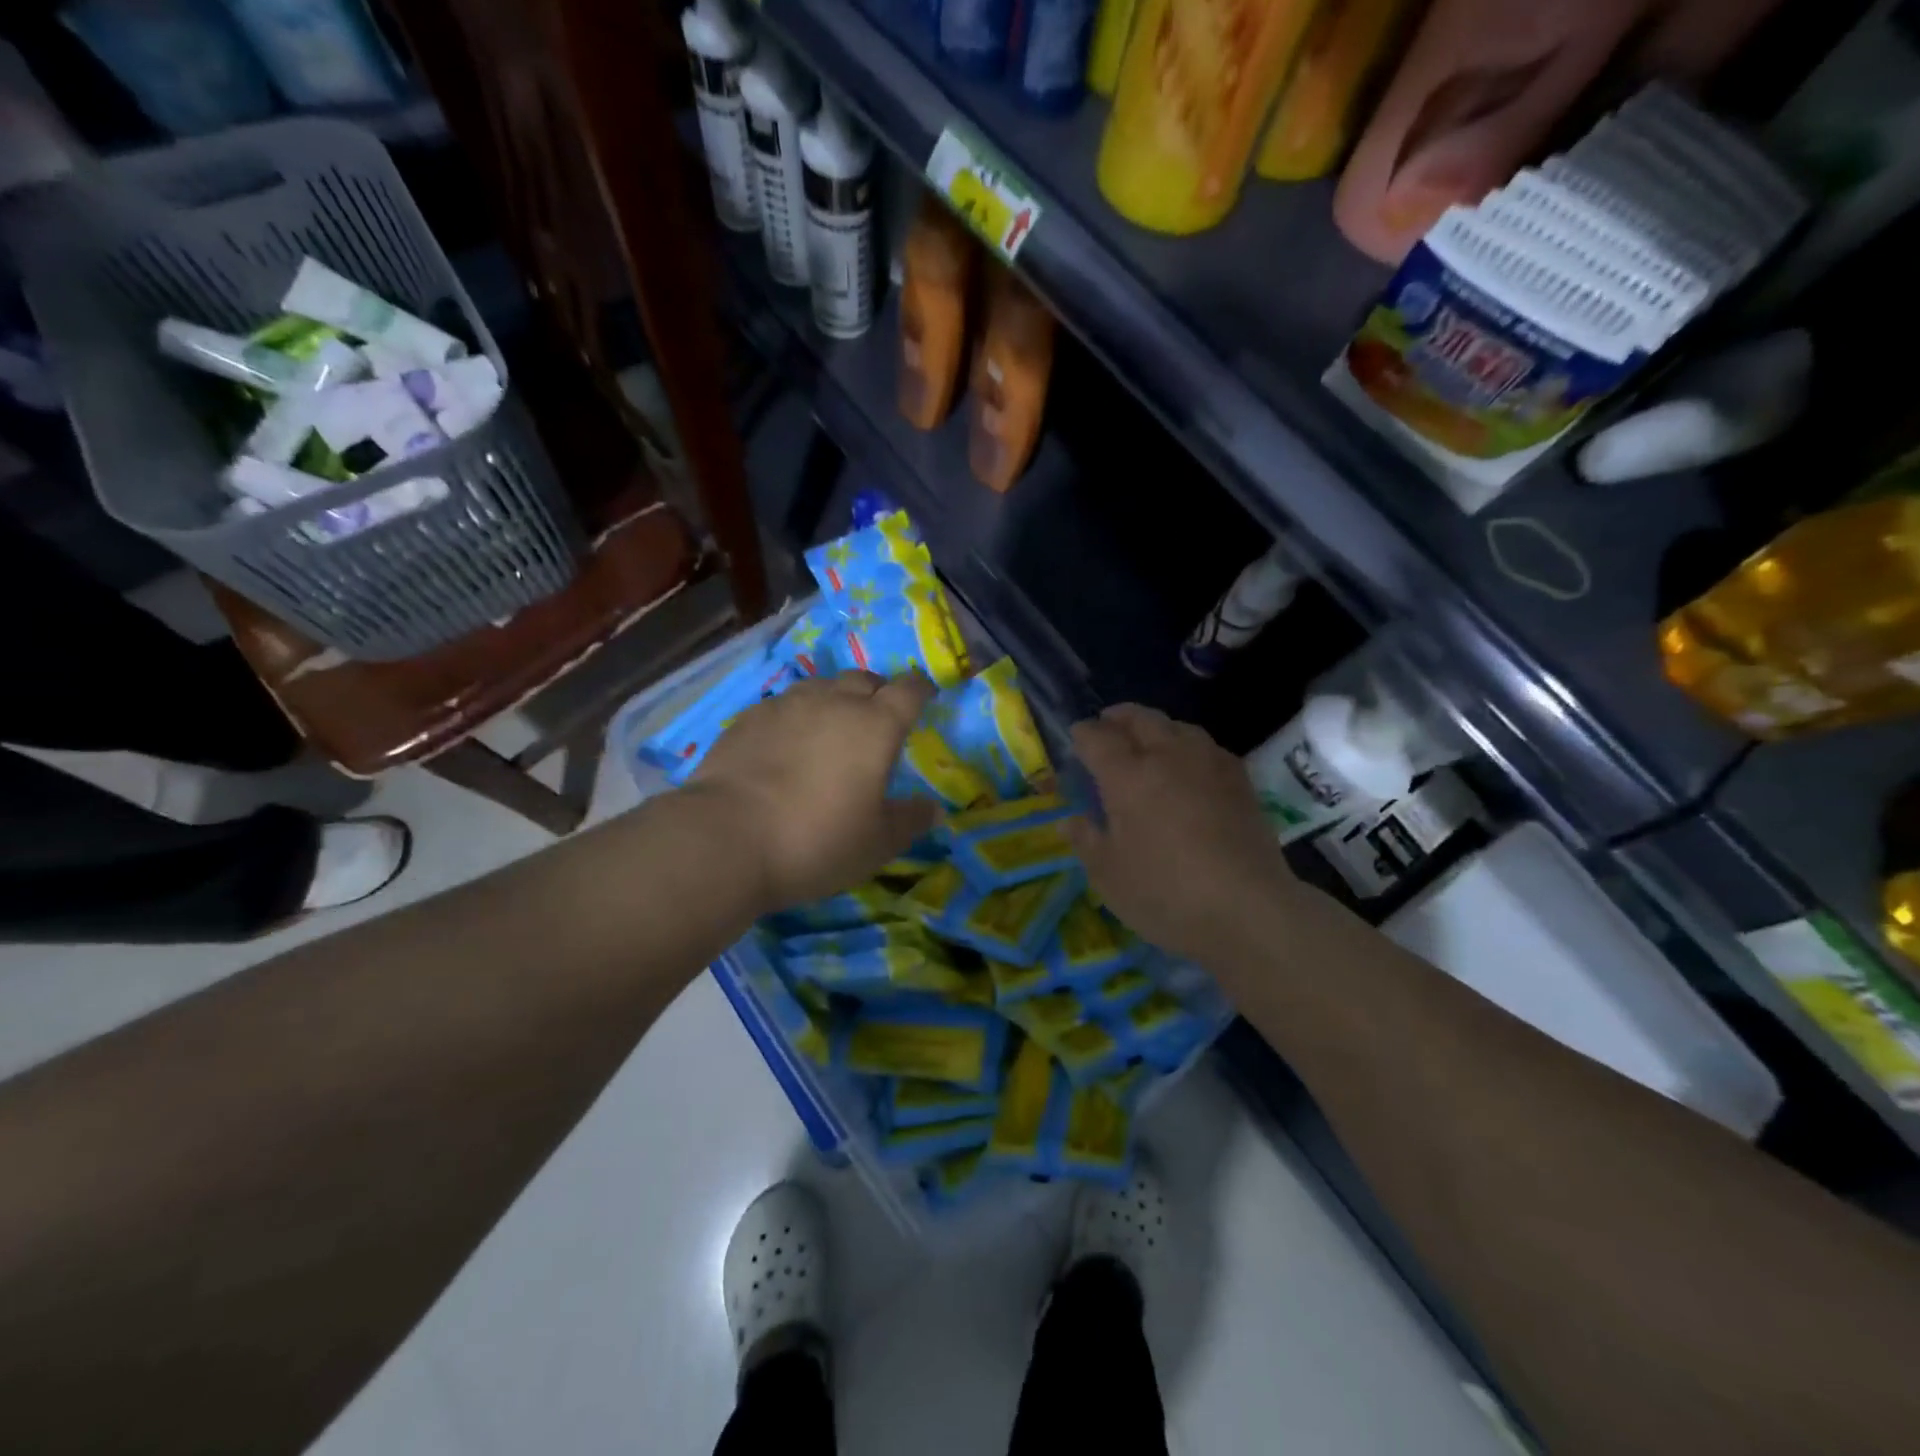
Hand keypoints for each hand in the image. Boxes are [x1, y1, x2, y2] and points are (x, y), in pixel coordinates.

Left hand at [687, 672, 939, 911]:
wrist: (726, 838)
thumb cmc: (816, 840)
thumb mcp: (876, 844)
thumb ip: (909, 821)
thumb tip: (933, 808)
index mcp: (876, 725)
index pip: (909, 690)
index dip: (921, 690)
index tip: (926, 697)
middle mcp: (834, 702)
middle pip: (864, 679)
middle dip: (877, 692)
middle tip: (877, 719)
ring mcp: (787, 705)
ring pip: (821, 687)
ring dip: (834, 700)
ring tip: (831, 729)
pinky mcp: (749, 717)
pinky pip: (783, 704)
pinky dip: (796, 716)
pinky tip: (786, 744)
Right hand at [1067, 704, 1298, 968]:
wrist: (1248, 908)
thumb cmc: (1165, 892)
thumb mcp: (1109, 876)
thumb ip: (1087, 841)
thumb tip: (1071, 820)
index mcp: (1127, 776)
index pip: (1098, 739)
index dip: (1083, 734)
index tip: (1076, 736)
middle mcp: (1167, 757)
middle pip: (1140, 719)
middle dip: (1119, 717)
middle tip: (1107, 724)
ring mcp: (1208, 764)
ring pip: (1178, 726)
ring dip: (1156, 726)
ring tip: (1148, 739)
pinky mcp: (1240, 780)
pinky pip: (1207, 746)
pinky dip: (1188, 744)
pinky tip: (1189, 765)